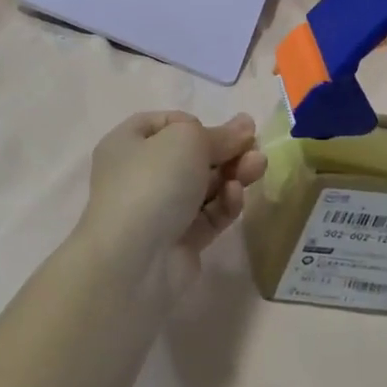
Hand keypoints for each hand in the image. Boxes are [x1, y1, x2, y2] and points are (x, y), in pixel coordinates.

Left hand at [77, 112, 265, 262]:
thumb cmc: (152, 182)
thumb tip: (245, 125)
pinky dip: (224, 203)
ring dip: (232, 174)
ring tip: (258, 166)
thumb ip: (220, 134)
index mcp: (128, 144)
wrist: (133, 261)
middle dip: (225, 150)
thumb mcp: (187, 140)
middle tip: (256, 148)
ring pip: (203, 186)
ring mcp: (159, 211)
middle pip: (191, 156)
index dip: (196, 124)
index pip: (166, 125)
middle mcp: (140, 175)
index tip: (222, 130)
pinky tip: (235, 195)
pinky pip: (207, 216)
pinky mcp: (179, 241)